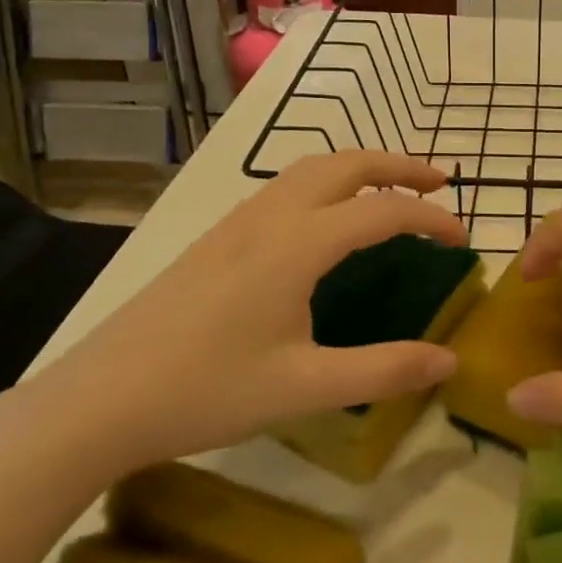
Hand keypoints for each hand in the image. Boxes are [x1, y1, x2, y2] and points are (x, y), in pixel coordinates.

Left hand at [15, 152, 466, 480]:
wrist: (97, 399)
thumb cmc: (205, 391)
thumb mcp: (304, 388)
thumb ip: (383, 370)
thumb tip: (450, 361)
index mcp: (299, 243)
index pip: (384, 210)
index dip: (432, 217)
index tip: (464, 239)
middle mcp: (271, 215)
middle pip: (347, 163)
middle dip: (400, 165)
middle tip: (440, 183)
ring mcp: (238, 221)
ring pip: (311, 167)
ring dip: (361, 168)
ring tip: (391, 191)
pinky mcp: (217, 236)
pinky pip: (286, 185)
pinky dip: (327, 182)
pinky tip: (327, 219)